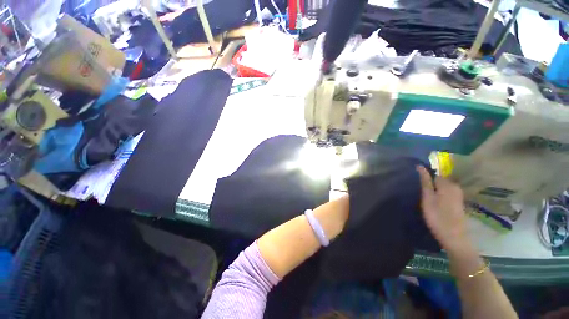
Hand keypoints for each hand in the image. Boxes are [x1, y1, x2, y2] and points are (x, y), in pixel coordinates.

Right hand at [416, 166, 470, 252]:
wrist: (454, 237)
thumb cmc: (437, 216)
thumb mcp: (427, 198)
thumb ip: (425, 182)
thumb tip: (419, 166)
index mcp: (447, 184)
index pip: (434, 174)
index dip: (425, 178)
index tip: (418, 186)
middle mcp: (455, 187)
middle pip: (439, 180)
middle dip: (430, 184)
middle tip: (421, 194)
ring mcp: (458, 195)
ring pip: (443, 187)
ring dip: (434, 190)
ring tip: (426, 198)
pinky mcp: (458, 202)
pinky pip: (446, 193)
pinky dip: (440, 195)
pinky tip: (435, 204)